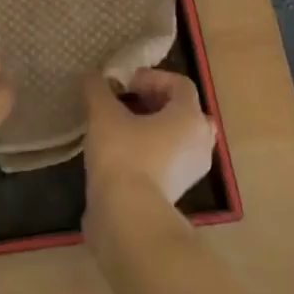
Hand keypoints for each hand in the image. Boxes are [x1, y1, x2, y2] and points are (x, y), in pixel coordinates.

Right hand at [83, 68, 214, 205]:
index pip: (180, 85)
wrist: (128, 217)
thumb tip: (93, 76)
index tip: (124, 83)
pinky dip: (151, 152)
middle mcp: (200, 142)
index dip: (152, 77)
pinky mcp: (178, 192)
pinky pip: (169, 161)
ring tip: (121, 128)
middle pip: (183, 111)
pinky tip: (122, 154)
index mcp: (189, 117)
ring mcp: (192, 170)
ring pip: (177, 138)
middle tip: (126, 102)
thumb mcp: (103, 114)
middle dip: (155, 102)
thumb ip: (98, 89)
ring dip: (153, 128)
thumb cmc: (123, 155)